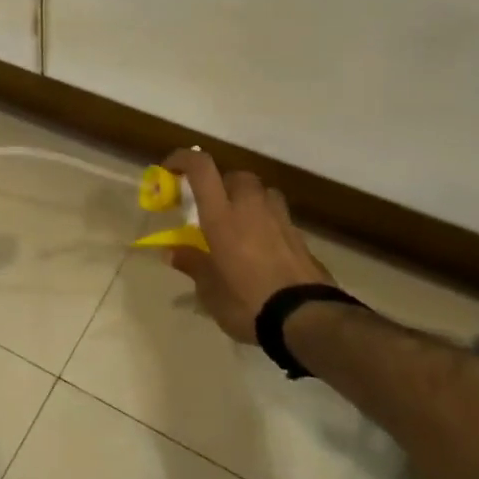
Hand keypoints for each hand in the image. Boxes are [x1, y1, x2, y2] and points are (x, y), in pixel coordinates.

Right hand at [161, 148, 332, 343]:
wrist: (307, 320)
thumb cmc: (247, 301)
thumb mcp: (210, 290)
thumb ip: (193, 265)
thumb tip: (172, 252)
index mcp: (222, 216)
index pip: (202, 168)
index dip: (183, 159)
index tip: (170, 169)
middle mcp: (251, 208)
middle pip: (238, 176)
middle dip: (222, 183)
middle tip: (212, 206)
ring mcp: (280, 221)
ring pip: (263, 193)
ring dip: (249, 199)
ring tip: (240, 224)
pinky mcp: (300, 238)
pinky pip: (279, 217)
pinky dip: (267, 223)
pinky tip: (262, 249)